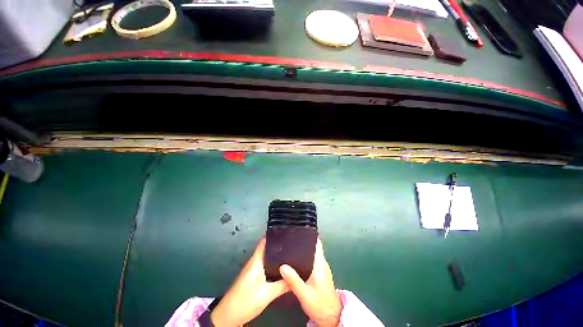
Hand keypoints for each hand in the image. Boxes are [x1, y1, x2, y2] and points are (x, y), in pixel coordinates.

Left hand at [211, 238, 289, 326]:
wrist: (228, 317)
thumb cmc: (246, 300)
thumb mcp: (267, 294)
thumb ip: (282, 285)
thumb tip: (296, 277)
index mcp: (256, 260)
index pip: (264, 241)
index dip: (273, 235)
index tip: (285, 233)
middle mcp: (254, 262)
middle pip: (266, 249)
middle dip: (278, 246)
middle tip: (292, 244)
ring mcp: (252, 270)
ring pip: (266, 258)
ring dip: (276, 256)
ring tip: (290, 255)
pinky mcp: (252, 278)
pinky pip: (265, 267)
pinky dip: (272, 266)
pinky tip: (281, 270)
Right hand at [279, 239, 341, 326]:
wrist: (331, 317)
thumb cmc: (320, 304)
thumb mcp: (304, 294)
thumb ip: (294, 280)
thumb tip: (282, 266)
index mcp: (320, 263)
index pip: (317, 243)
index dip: (310, 235)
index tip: (300, 230)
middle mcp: (322, 263)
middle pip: (313, 247)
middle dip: (303, 242)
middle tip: (291, 239)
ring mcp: (322, 268)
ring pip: (312, 254)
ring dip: (304, 250)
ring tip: (291, 248)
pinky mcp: (320, 274)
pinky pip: (312, 261)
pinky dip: (305, 258)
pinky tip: (296, 261)